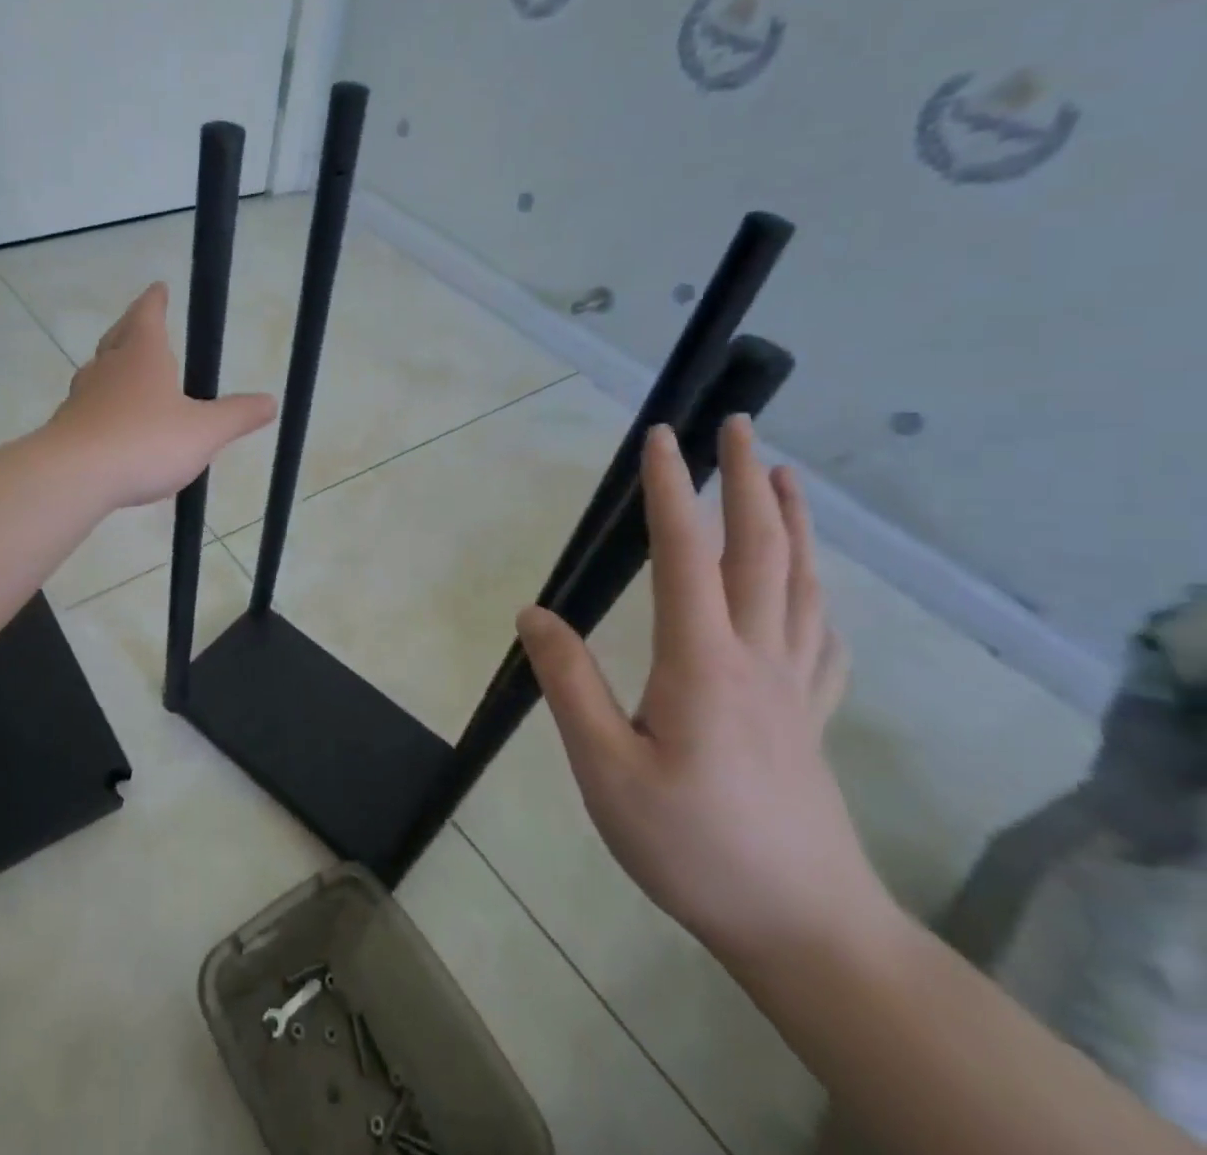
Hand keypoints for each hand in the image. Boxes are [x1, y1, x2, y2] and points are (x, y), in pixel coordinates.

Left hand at [47, 282, 276, 509]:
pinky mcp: (68, 427)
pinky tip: (111, 422)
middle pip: (118, 337)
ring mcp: (83, 397)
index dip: (156, 301)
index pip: (148, 315)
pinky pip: (89, 406)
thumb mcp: (204, 431)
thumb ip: (237, 415)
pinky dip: (102, 404)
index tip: (159, 287)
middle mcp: (108, 368)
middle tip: (140, 322)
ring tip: (126, 372)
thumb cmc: (145, 441)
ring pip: (98, 371)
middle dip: (132, 327)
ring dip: (113, 366)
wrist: (74, 476)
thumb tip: (271, 401)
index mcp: (143, 356)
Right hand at [519, 416, 888, 969]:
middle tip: (741, 426)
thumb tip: (534, 612)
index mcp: (703, 662)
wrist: (804, 930)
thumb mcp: (605, 769)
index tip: (662, 437)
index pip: (686, 554)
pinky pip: (823, 641)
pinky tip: (812, 593)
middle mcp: (757, 658)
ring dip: (794, 523)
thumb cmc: (692, 846)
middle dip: (747, 481)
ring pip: (801, 585)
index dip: (671, 491)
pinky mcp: (811, 721)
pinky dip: (818, 598)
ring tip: (785, 478)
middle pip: (760, 551)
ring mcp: (794, 688)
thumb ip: (570, 683)